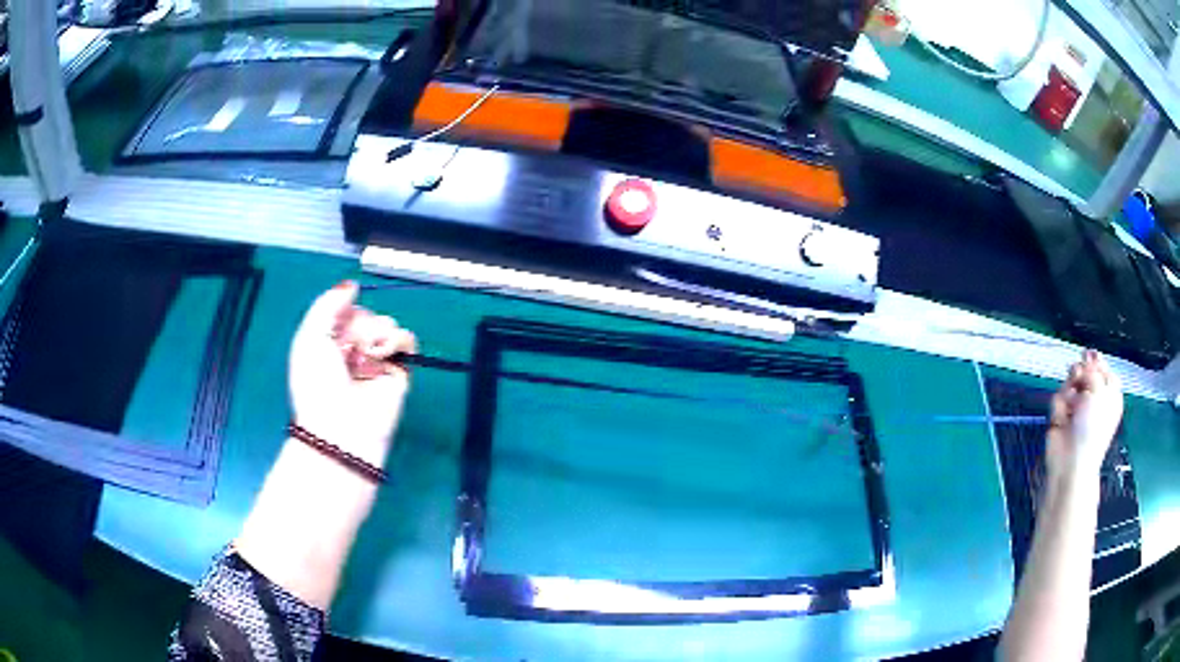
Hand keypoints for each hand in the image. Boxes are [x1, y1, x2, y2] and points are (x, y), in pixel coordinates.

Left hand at [288, 281, 416, 464]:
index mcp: (328, 343)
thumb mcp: (309, 338)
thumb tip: (352, 285)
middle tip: (350, 346)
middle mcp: (352, 350)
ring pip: (386, 324)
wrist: (340, 428)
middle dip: (360, 323)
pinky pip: (406, 341)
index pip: (344, 311)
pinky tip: (383, 351)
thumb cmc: (317, 384)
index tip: (337, 324)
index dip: (343, 310)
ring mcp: (376, 362)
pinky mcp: (399, 373)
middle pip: (366, 315)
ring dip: (378, 331)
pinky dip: (398, 339)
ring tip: (368, 353)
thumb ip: (327, 304)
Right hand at [1047, 350, 1123, 476]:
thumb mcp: (1100, 391)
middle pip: (1086, 372)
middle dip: (1080, 372)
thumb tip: (1085, 358)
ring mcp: (1077, 407)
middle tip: (1078, 377)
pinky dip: (1060, 405)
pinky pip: (1058, 399)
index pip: (1104, 369)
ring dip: (1069, 388)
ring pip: (1070, 382)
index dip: (1097, 361)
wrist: (1072, 461)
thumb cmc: (1093, 427)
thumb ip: (1093, 370)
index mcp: (1110, 395)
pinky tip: (1063, 416)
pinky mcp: (1062, 415)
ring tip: (1071, 402)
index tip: (1089, 356)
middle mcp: (1095, 398)